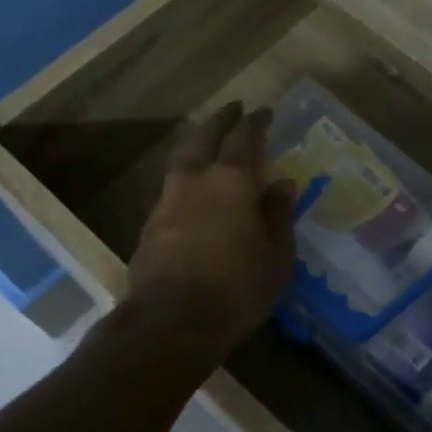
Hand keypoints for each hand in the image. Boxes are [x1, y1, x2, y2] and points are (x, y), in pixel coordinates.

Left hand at [126, 102, 295, 356]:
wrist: (170, 323)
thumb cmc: (237, 289)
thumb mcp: (276, 256)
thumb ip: (278, 214)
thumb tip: (282, 183)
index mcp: (231, 181)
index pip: (244, 138)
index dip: (255, 122)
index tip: (264, 112)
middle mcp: (195, 180)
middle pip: (204, 136)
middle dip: (220, 119)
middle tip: (232, 108)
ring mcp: (167, 200)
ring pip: (181, 158)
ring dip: (196, 142)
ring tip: (207, 139)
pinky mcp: (149, 224)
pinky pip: (171, 185)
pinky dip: (185, 175)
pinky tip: (192, 187)